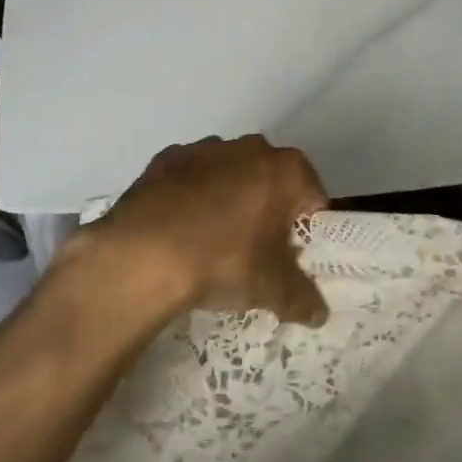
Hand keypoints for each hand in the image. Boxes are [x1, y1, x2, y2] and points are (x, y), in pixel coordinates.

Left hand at [77, 135, 329, 327]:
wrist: (142, 255)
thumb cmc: (223, 262)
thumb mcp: (273, 290)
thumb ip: (303, 299)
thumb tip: (319, 314)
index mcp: (286, 170)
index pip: (313, 198)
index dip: (307, 229)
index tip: (292, 256)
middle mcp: (250, 148)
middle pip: (271, 181)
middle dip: (269, 210)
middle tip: (256, 252)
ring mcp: (204, 148)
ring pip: (230, 175)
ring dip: (229, 200)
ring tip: (212, 243)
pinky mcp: (165, 158)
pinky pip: (191, 178)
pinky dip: (191, 197)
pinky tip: (179, 230)